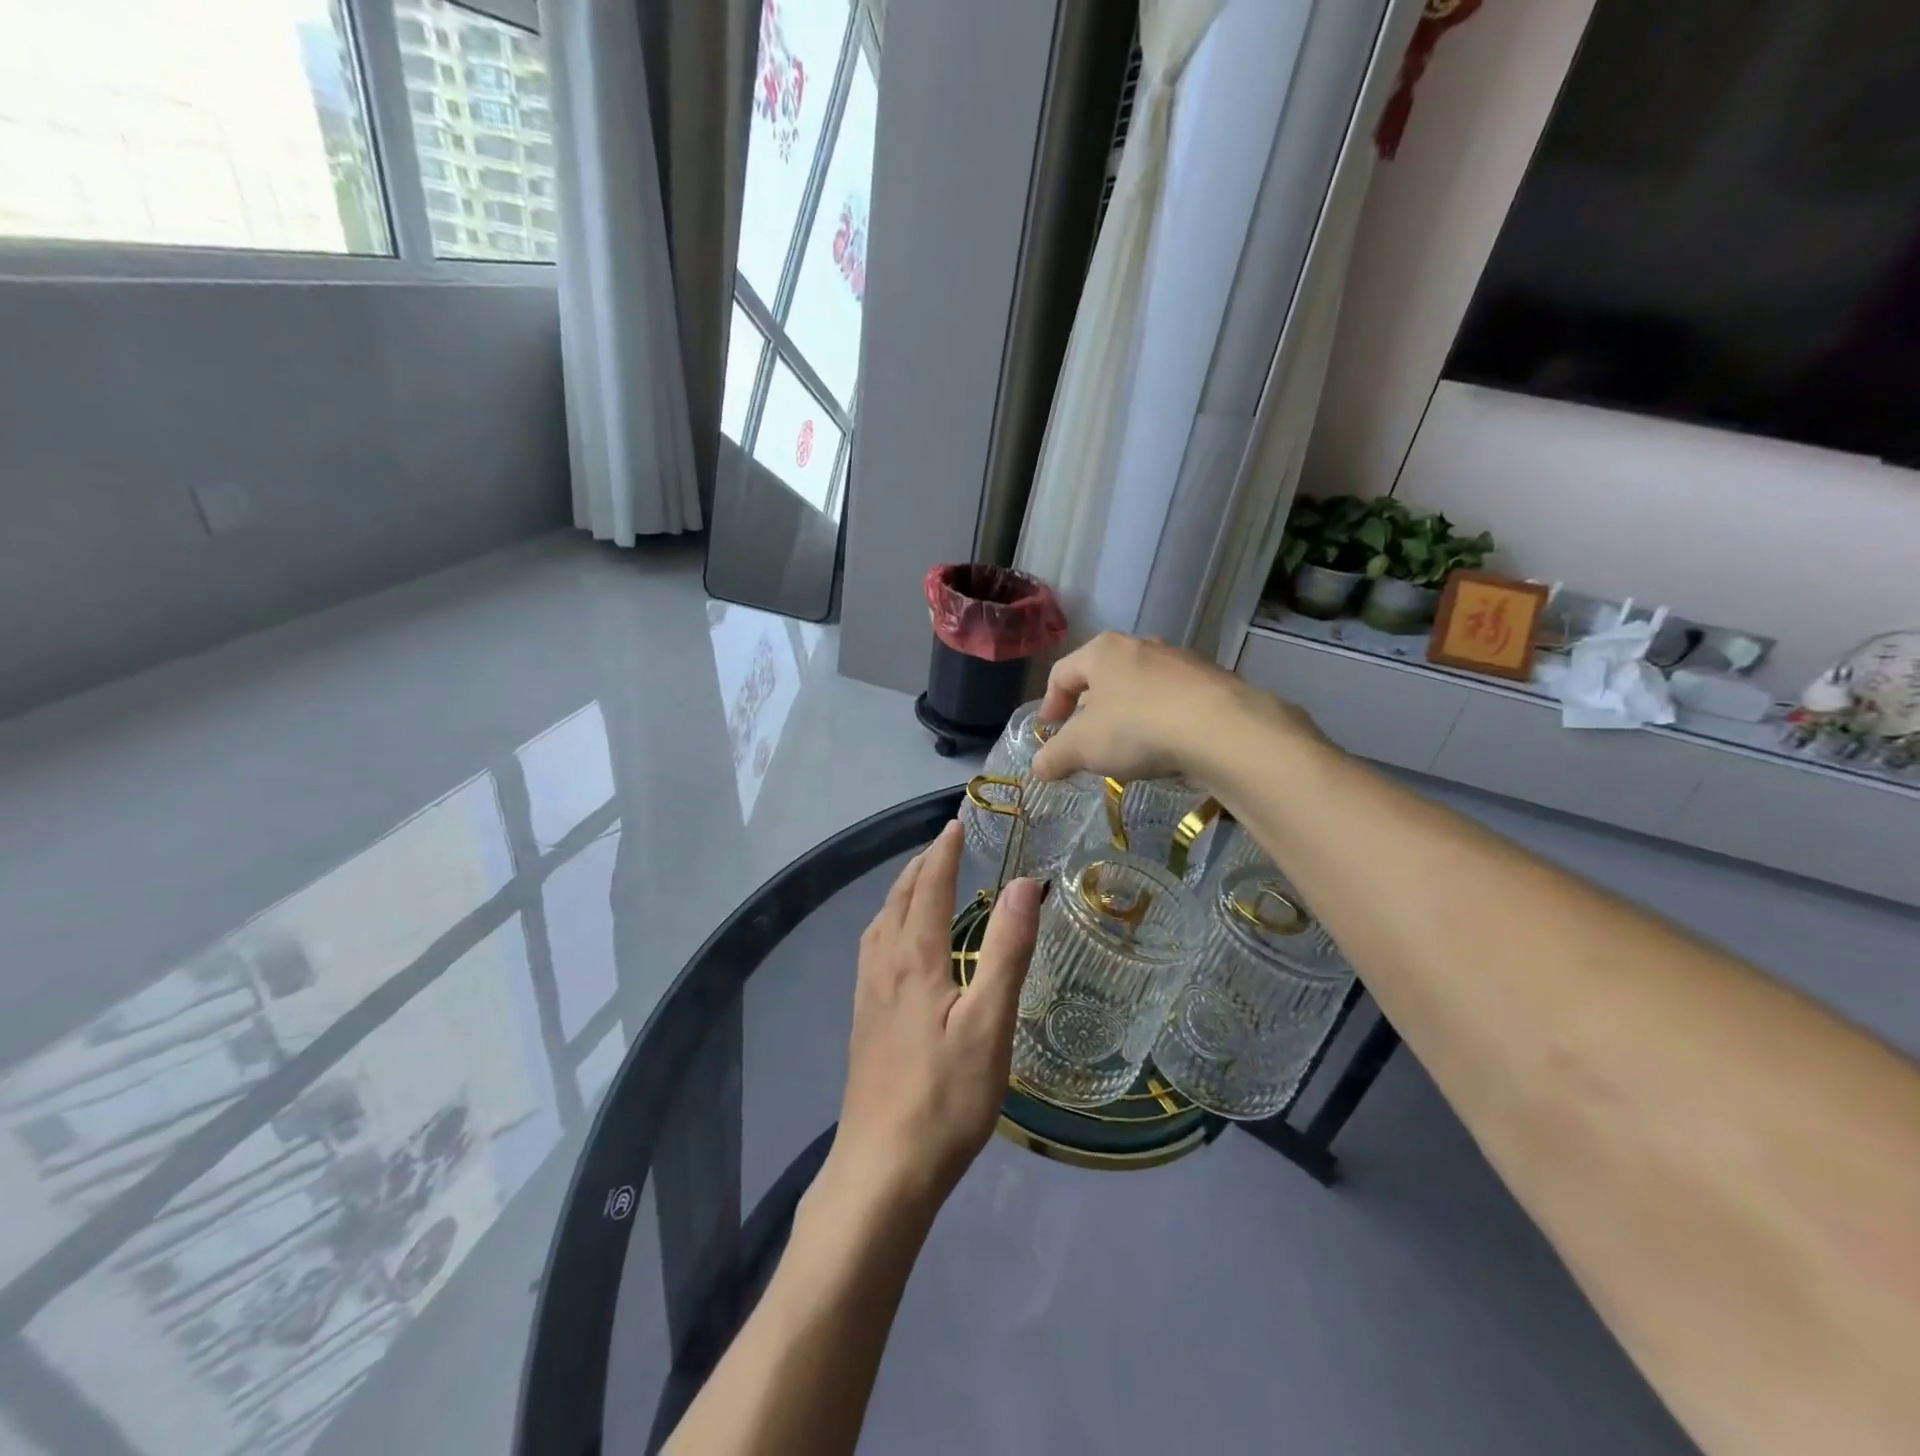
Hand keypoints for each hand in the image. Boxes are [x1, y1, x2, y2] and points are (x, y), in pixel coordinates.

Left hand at [826, 822, 1041, 1216]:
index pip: (928, 886)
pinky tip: (900, 945)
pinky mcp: (863, 1020)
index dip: (943, 852)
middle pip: (898, 899)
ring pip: (881, 923)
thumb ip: (1007, 950)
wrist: (882, 1169)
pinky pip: (874, 948)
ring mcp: (867, 994)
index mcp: (914, 958)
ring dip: (902, 892)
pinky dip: (890, 923)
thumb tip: (1024, 884)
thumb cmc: (945, 1097)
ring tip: (922, 883)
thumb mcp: (990, 1023)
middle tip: (944, 845)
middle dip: (921, 865)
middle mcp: (883, 965)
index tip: (956, 823)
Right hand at [1030, 632, 1302, 787]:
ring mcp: (1181, 661)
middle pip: (1104, 677)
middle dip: (1091, 709)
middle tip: (1086, 739)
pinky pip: (1174, 701)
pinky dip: (1162, 721)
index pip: (1062, 672)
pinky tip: (1165, 748)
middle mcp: (1141, 646)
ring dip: (1128, 714)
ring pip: (1141, 687)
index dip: (1050, 703)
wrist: (1221, 729)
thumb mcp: (1083, 747)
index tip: (1049, 730)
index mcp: (1103, 651)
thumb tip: (1037, 768)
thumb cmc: (1136, 727)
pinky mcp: (1213, 682)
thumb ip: (1055, 756)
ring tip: (1127, 748)